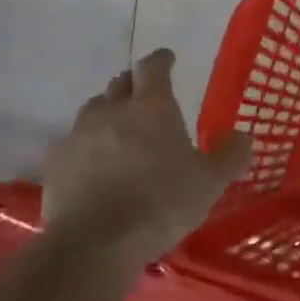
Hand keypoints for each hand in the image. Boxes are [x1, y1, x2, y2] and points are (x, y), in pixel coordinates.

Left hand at [43, 50, 251, 258]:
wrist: (96, 242)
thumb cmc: (162, 204)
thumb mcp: (211, 183)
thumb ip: (230, 156)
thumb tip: (243, 136)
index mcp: (151, 108)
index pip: (153, 68)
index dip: (161, 60)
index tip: (168, 58)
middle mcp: (111, 111)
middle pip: (120, 84)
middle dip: (135, 84)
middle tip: (147, 94)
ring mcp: (78, 135)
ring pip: (94, 110)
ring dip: (109, 113)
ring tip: (121, 130)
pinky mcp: (56, 162)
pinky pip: (74, 142)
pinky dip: (88, 145)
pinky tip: (96, 164)